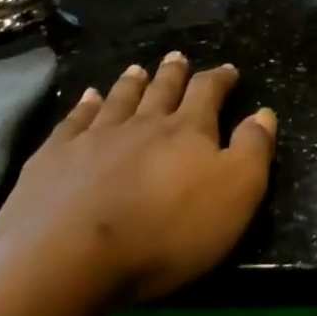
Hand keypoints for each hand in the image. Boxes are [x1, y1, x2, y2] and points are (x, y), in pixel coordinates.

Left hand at [0, 53, 274, 302]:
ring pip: (118, 100)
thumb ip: (253, 150)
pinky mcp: (53, 159)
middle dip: (173, 74)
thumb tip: (264, 113)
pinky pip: (74, 121)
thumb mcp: (235, 194)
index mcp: (187, 131)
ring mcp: (93, 138)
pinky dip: (84, 106)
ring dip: (130, 84)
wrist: (69, 257)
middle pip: (161, 90)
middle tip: (177, 57)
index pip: (207, 92)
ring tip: (136, 69)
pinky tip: (87, 98)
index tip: (228, 70)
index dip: (219, 79)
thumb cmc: (166, 231)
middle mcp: (141, 124)